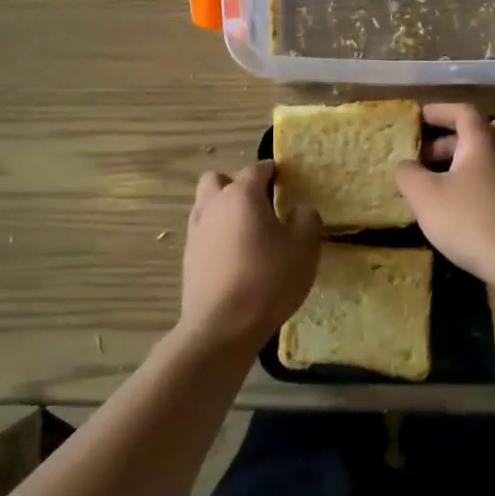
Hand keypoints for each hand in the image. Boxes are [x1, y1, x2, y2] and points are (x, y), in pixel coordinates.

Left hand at [176, 162, 321, 355]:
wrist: (222, 325)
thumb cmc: (268, 279)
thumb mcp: (304, 248)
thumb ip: (306, 220)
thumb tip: (299, 211)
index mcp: (242, 195)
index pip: (257, 169)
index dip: (273, 171)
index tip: (286, 181)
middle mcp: (213, 205)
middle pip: (218, 180)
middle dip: (236, 186)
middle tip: (260, 206)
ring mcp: (196, 231)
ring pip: (206, 206)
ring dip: (223, 211)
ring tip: (247, 234)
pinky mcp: (188, 257)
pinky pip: (203, 233)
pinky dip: (217, 237)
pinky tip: (235, 258)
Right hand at [394, 104, 494, 287]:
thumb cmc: (472, 221)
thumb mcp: (426, 196)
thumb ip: (409, 174)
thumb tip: (406, 165)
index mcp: (483, 143)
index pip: (462, 111)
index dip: (438, 111)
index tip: (417, 118)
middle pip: (473, 137)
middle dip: (442, 144)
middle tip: (417, 158)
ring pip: (483, 163)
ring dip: (455, 167)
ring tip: (431, 186)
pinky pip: (492, 184)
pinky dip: (470, 186)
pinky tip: (455, 210)